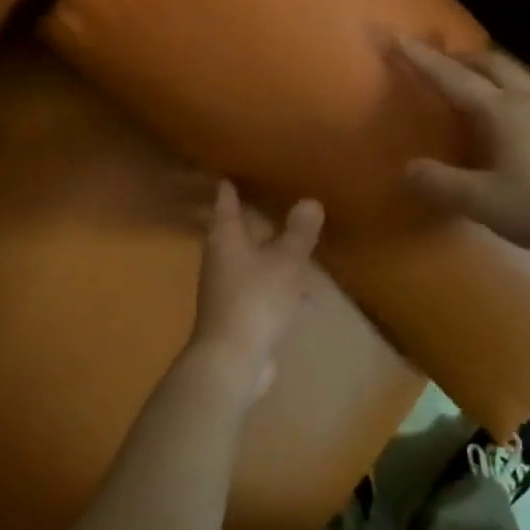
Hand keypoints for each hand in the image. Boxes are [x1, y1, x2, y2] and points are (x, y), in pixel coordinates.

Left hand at [180, 182, 324, 415]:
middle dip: (253, 218)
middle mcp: (220, 259)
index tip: (232, 169)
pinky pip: (261, 289)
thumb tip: (309, 200)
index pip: (225, 202)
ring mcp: (227, 289)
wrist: (233, 361)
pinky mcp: (239, 314)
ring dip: (270, 253)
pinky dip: (278, 285)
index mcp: (225, 239)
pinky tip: (304, 293)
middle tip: (274, 197)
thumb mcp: (285, 263)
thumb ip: (298, 233)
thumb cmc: (256, 301)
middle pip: (236, 231)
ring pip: (251, 262)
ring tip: (295, 242)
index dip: (229, 186)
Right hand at [395, 37, 529, 271]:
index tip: (398, 37)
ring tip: (476, 85)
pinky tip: (525, 114)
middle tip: (438, 65)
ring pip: (519, 73)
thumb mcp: (483, 203)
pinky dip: (519, 91)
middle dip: (459, 58)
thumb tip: (408, 168)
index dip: (422, 59)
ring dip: (491, 70)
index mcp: (502, 111)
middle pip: (490, 62)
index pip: (452, 77)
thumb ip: (440, 183)